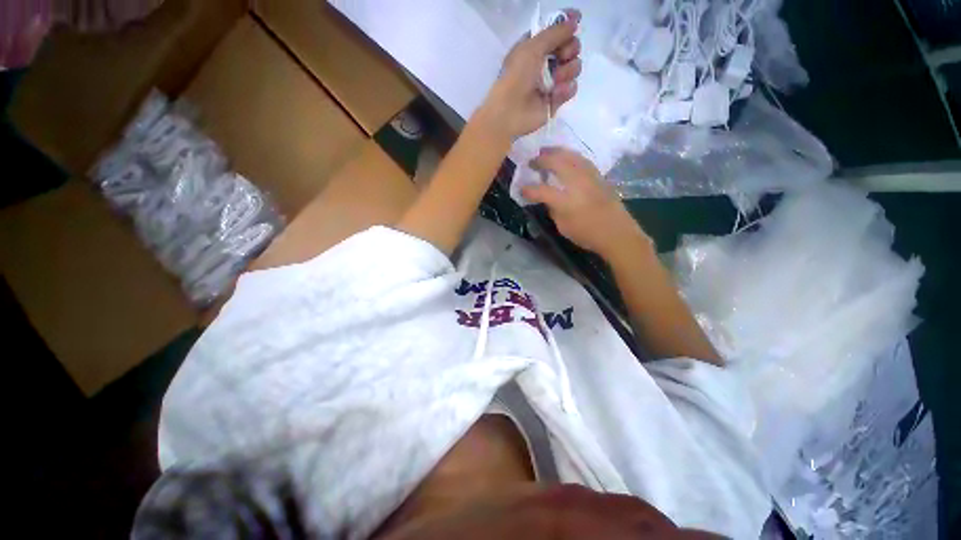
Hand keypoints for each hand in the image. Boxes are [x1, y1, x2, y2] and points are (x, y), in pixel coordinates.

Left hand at [478, 9, 582, 139]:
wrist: (510, 111)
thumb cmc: (516, 76)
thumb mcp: (532, 47)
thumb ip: (555, 32)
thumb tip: (575, 21)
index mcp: (535, 47)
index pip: (557, 32)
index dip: (567, 26)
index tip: (576, 23)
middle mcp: (544, 63)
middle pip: (571, 48)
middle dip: (570, 49)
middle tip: (562, 57)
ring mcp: (551, 82)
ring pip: (574, 68)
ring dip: (568, 71)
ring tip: (555, 80)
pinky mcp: (555, 100)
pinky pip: (571, 88)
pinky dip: (565, 90)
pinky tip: (555, 94)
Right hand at [522, 148, 650, 257]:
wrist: (617, 233)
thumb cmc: (587, 234)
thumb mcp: (563, 227)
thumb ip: (553, 210)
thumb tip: (548, 199)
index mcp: (566, 201)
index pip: (541, 190)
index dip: (528, 189)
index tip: (521, 189)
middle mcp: (577, 183)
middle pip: (557, 162)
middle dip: (542, 159)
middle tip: (532, 161)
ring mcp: (590, 177)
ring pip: (571, 155)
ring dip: (556, 152)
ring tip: (546, 152)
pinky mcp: (599, 176)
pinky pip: (582, 159)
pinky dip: (570, 155)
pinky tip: (566, 157)